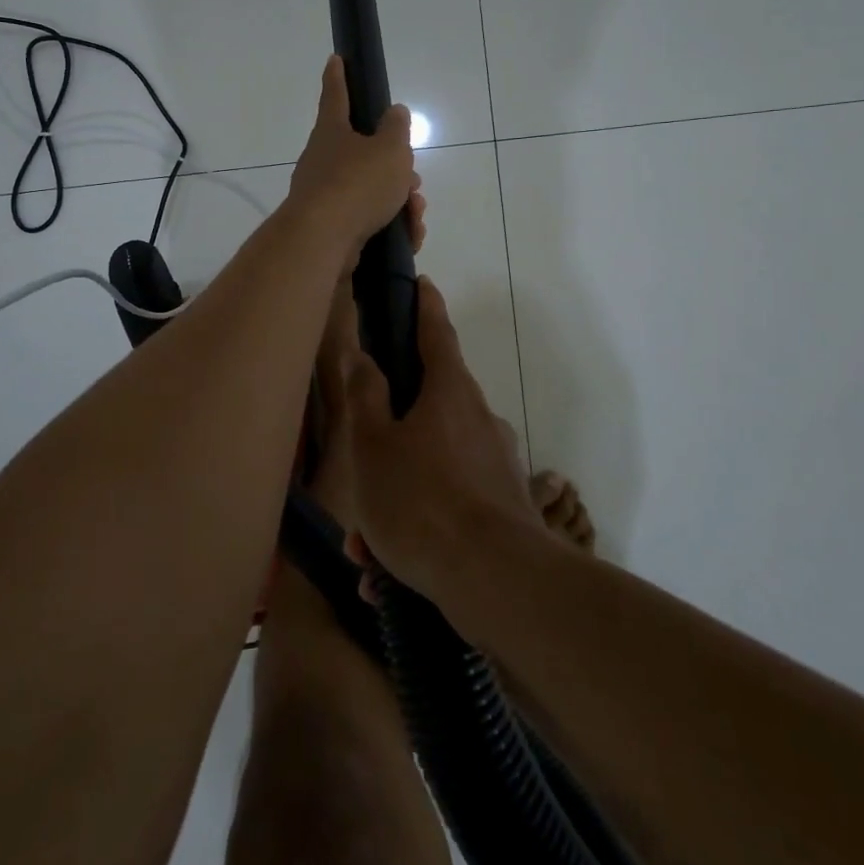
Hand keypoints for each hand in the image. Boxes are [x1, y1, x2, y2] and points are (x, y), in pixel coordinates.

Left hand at [287, 55, 419, 263]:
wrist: (324, 241)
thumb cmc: (358, 183)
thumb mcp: (389, 149)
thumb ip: (396, 129)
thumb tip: (394, 112)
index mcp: (332, 131)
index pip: (336, 95)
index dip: (338, 76)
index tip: (335, 59)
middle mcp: (323, 160)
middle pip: (364, 153)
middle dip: (394, 166)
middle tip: (413, 179)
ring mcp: (325, 195)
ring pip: (371, 190)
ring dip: (399, 200)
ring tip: (415, 213)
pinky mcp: (332, 227)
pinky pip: (369, 219)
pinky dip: (392, 225)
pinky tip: (409, 235)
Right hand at [339, 277, 539, 603]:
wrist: (496, 580)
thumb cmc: (421, 500)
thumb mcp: (372, 446)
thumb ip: (365, 397)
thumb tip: (364, 356)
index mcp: (449, 391)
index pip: (435, 331)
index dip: (424, 306)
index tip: (422, 284)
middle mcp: (478, 417)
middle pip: (428, 409)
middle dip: (389, 437)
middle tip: (359, 474)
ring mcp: (495, 462)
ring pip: (432, 466)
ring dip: (397, 497)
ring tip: (367, 550)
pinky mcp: (504, 504)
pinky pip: (448, 503)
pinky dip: (418, 526)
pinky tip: (389, 572)